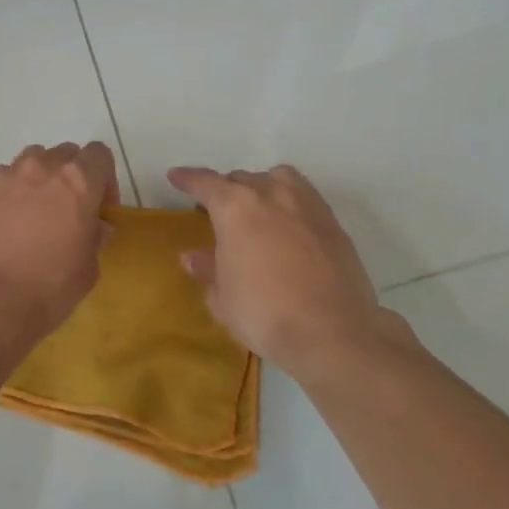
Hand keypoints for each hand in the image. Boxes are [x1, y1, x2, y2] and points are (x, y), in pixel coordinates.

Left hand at [0, 142, 118, 340]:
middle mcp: (44, 167)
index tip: (99, 207)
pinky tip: (6, 220)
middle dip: (71, 176)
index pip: (99, 154)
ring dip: (40, 177)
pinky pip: (3, 177)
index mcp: (79, 181)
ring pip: (32, 159)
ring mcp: (8, 175)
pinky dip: (10, 191)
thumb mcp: (88, 268)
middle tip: (67, 210)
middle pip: (66, 153)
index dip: (104, 178)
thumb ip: (95, 237)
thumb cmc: (49, 286)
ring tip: (34, 211)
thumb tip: (96, 226)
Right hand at [167, 164, 397, 376]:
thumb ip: (207, 270)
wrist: (333, 333)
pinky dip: (290, 204)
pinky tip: (289, 227)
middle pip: (242, 179)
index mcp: (236, 206)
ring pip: (278, 179)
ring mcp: (307, 205)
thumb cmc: (265, 313)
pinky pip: (304, 198)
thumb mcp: (223, 298)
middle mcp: (271, 193)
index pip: (205, 182)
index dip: (188, 179)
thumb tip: (193, 257)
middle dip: (226, 190)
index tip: (176, 176)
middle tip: (218, 211)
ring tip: (258, 209)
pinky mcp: (333, 223)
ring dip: (262, 187)